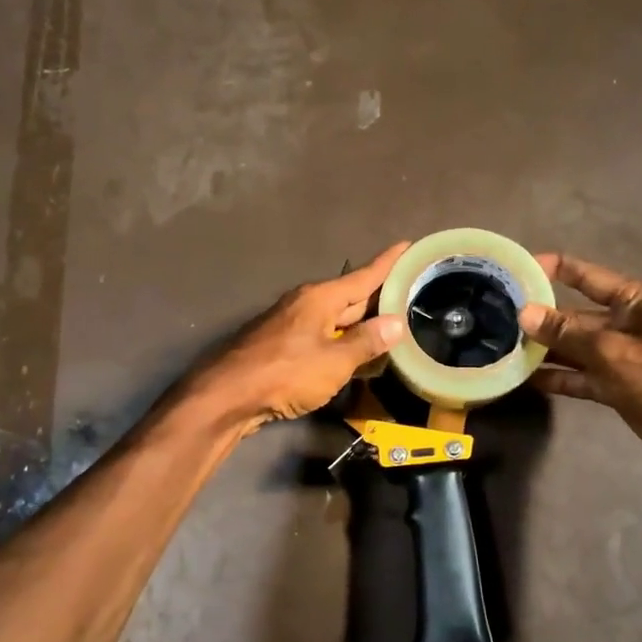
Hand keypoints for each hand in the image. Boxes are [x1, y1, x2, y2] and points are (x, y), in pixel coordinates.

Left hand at [185, 242, 410, 433]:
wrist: (229, 395)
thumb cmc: (285, 372)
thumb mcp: (334, 361)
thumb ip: (366, 342)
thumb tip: (395, 323)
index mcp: (321, 298)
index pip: (364, 276)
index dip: (388, 263)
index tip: (408, 245)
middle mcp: (307, 304)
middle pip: (352, 297)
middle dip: (380, 296)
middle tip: (412, 291)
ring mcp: (293, 324)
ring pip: (337, 318)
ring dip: (363, 322)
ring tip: (393, 323)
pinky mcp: (284, 346)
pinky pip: (324, 336)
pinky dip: (344, 341)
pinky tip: (358, 352)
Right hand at [519, 254, 641, 465]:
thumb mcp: (612, 349)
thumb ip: (566, 332)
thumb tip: (524, 313)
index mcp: (633, 300)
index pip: (586, 276)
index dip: (553, 269)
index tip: (517, 269)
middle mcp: (623, 323)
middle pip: (573, 315)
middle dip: (540, 316)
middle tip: (497, 316)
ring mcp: (617, 356)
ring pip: (573, 348)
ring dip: (543, 349)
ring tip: (502, 347)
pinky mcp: (614, 385)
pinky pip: (578, 376)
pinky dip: (556, 378)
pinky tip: (524, 378)